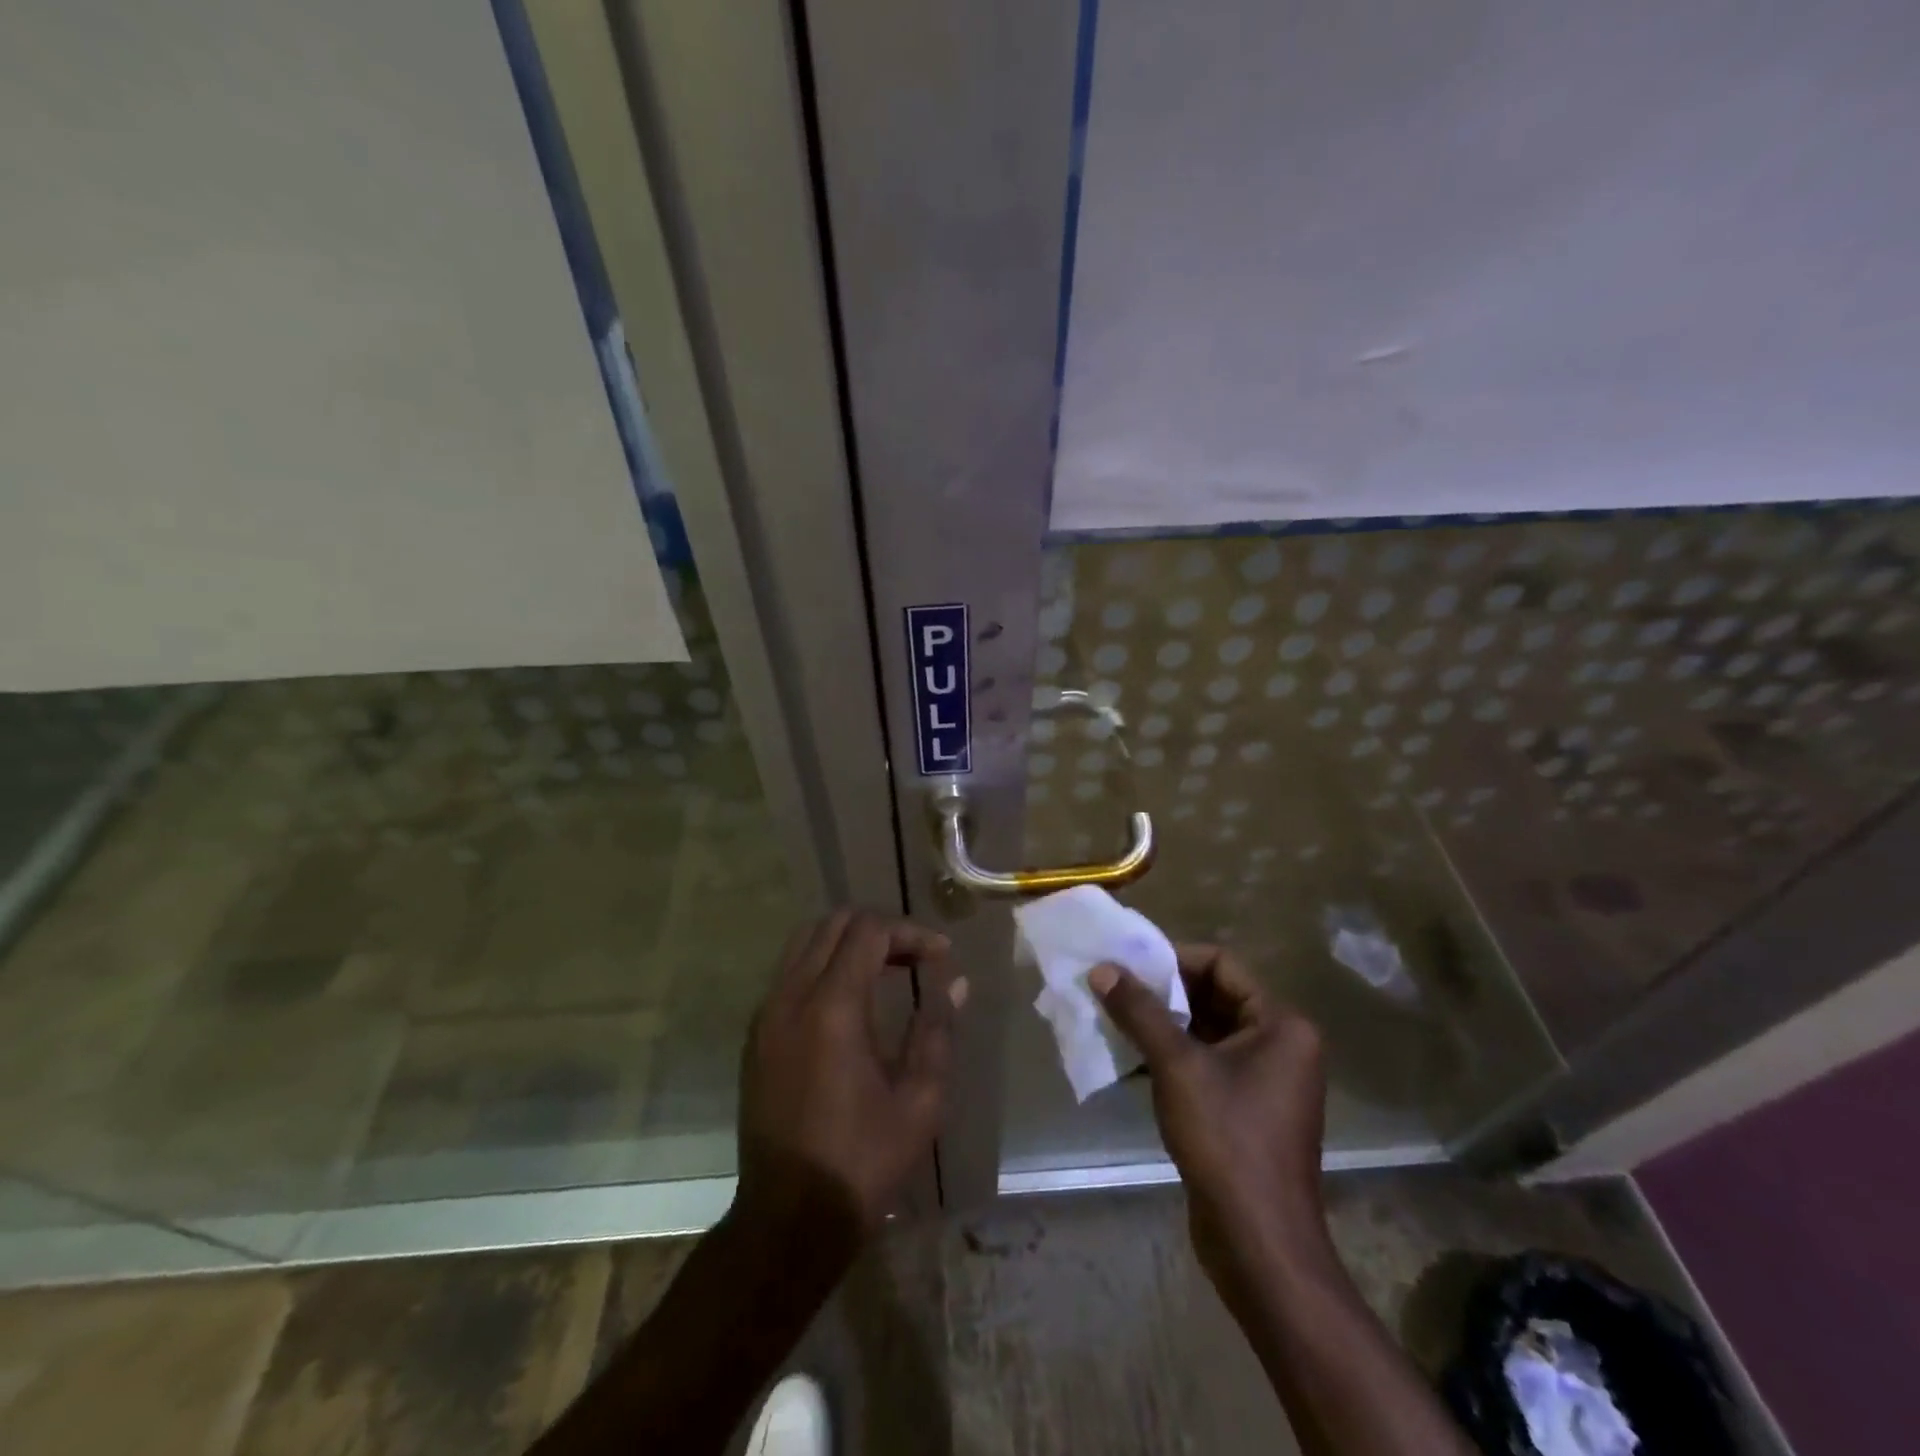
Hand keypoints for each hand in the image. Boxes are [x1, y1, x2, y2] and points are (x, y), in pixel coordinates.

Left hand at [735, 909, 966, 1245]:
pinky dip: (823, 965)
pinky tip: (851, 1001)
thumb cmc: (863, 1162)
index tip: (941, 956)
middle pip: (833, 923)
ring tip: (887, 970)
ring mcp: (766, 1015)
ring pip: (805, 942)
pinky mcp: (756, 1036)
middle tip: (916, 957)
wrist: (788, 1219)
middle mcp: (791, 997)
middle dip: (880, 929)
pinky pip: (789, 973)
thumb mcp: (920, 1099)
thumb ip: (937, 1028)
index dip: (910, 932)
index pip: (868, 931)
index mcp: (833, 1007)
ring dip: (848, 942)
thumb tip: (955, 983)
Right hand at [1091, 946, 1329, 1281]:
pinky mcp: (1246, 1111)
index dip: (1172, 959)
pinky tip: (1129, 1060)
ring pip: (1205, 1033)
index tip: (1127, 963)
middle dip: (1161, 993)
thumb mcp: (1177, 1067)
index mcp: (1281, 1024)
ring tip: (1112, 1018)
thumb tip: (1102, 968)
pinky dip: (1170, 1057)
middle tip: (1113, 987)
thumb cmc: (1227, 1141)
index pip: (1221, 965)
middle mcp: (1280, 1045)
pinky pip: (1205, 1065)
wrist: (1258, 1246)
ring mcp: (1264, 1081)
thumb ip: (1140, 1012)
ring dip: (1160, 1025)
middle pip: (1212, 997)